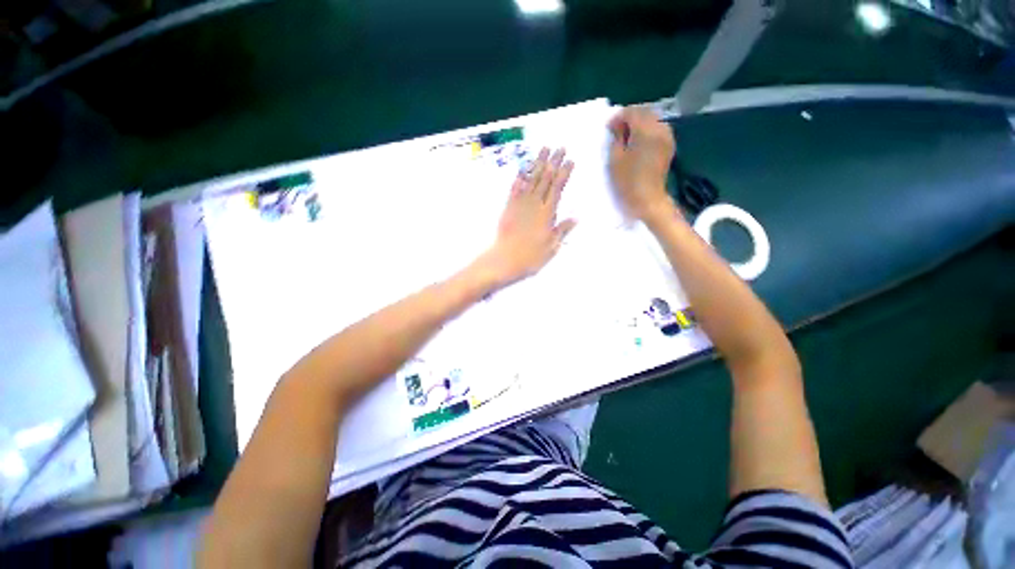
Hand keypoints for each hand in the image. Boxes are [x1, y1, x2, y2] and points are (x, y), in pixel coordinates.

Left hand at [479, 147, 576, 287]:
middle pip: (545, 179)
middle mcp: (534, 205)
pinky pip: (514, 189)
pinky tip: (523, 169)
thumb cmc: (530, 257)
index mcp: (547, 214)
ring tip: (544, 149)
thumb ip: (562, 231)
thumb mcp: (551, 248)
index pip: (558, 189)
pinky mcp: (508, 208)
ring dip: (538, 164)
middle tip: (560, 147)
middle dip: (553, 162)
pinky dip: (519, 178)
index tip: (570, 160)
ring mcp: (520, 204)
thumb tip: (575, 218)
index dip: (564, 173)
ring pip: (531, 179)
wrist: (504, 260)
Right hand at [608, 106, 676, 220]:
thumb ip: (616, 138)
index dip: (618, 117)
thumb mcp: (615, 159)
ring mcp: (667, 137)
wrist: (648, 200)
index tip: (608, 127)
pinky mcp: (668, 146)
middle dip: (630, 117)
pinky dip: (647, 131)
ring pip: (652, 119)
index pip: (632, 112)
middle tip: (616, 130)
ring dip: (639, 123)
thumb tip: (617, 127)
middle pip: (644, 112)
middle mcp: (660, 128)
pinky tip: (638, 142)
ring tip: (626, 136)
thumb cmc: (628, 181)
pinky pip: (657, 129)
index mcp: (645, 130)